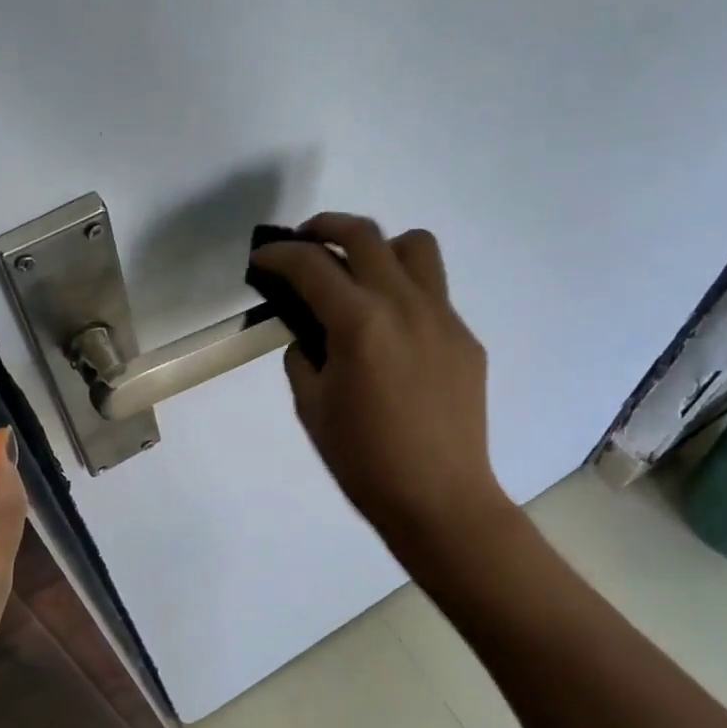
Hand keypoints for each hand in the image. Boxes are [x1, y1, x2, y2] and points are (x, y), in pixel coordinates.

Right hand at [249, 214, 510, 557]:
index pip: (311, 265)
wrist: (439, 499)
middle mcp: (405, 305)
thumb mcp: (312, 407)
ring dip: (378, 248)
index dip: (279, 255)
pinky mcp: (464, 338)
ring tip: (357, 275)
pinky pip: (432, 293)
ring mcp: (443, 318)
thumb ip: (303, 357)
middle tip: (304, 244)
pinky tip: (389, 332)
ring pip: (415, 247)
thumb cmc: (363, 460)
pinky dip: (402, 292)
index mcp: (360, 323)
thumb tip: (310, 335)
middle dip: (325, 227)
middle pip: (365, 234)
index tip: (262, 257)